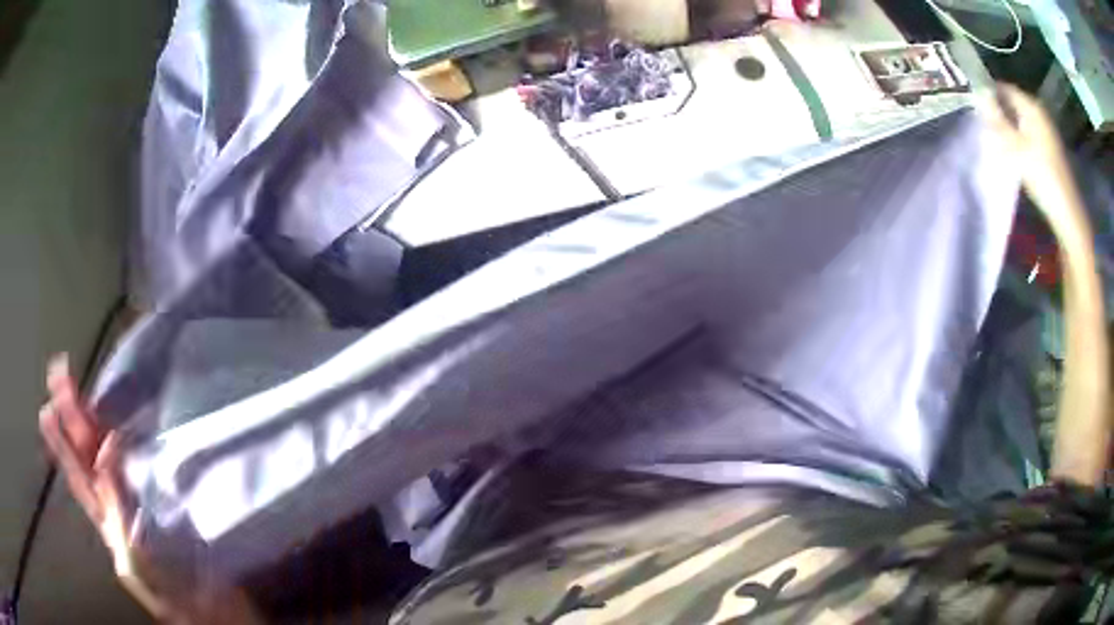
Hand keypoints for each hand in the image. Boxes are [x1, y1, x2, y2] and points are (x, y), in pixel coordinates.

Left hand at [38, 355, 261, 624]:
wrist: (216, 615)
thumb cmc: (174, 597)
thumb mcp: (137, 562)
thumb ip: (115, 511)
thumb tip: (106, 450)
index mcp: (107, 523)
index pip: (79, 476)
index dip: (63, 442)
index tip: (51, 407)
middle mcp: (114, 507)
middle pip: (85, 455)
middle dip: (69, 414)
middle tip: (58, 371)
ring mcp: (134, 501)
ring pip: (104, 454)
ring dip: (87, 418)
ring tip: (71, 384)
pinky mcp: (159, 498)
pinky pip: (133, 463)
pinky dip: (121, 436)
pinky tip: (115, 418)